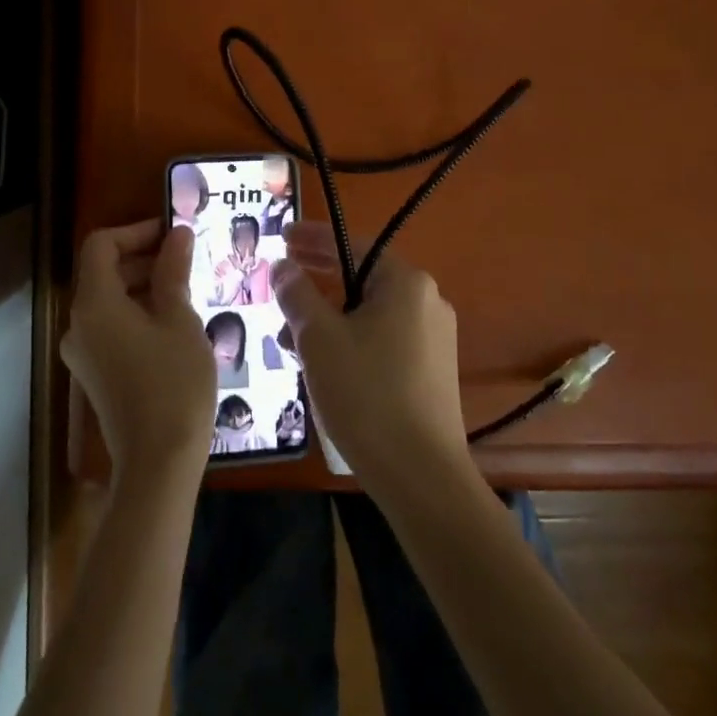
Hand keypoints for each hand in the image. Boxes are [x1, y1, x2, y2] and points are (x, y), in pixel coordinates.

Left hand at [64, 221, 212, 487]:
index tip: (173, 233)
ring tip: (186, 288)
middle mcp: (78, 324)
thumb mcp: (179, 319)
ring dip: (143, 285)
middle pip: (103, 271)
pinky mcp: (95, 374)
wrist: (158, 463)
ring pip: (109, 300)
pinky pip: (111, 327)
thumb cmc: (173, 382)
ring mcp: (83, 353)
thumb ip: (173, 271)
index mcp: (94, 304)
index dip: (136, 231)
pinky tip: (174, 322)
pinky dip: (137, 312)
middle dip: (143, 257)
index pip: (101, 245)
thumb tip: (177, 234)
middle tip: (186, 258)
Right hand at [274, 221, 471, 496]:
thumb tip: (283, 266)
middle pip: (362, 277)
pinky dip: (351, 340)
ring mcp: (434, 338)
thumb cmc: (366, 394)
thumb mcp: (318, 338)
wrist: (422, 478)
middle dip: (318, 281)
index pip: (352, 245)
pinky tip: (324, 365)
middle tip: (282, 282)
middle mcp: (427, 301)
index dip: (313, 239)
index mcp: (405, 283)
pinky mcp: (432, 371)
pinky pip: (384, 338)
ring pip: (370, 312)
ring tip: (290, 339)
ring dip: (329, 316)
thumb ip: (297, 294)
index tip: (282, 237)